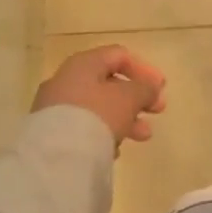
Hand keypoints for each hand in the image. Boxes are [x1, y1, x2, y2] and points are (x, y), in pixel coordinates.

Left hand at [34, 46, 166, 151]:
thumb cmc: (98, 115)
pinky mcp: (50, 133)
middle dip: (137, 98)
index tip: (161, 88)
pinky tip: (114, 150)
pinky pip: (83, 127)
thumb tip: (151, 88)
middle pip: (109, 84)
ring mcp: (55, 107)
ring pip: (98, 107)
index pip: (119, 56)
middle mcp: (66, 80)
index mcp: (84, 64)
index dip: (144, 69)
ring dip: (124, 118)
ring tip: (142, 136)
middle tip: (157, 111)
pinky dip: (103, 133)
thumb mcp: (130, 98)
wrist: (56, 156)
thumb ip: (145, 89)